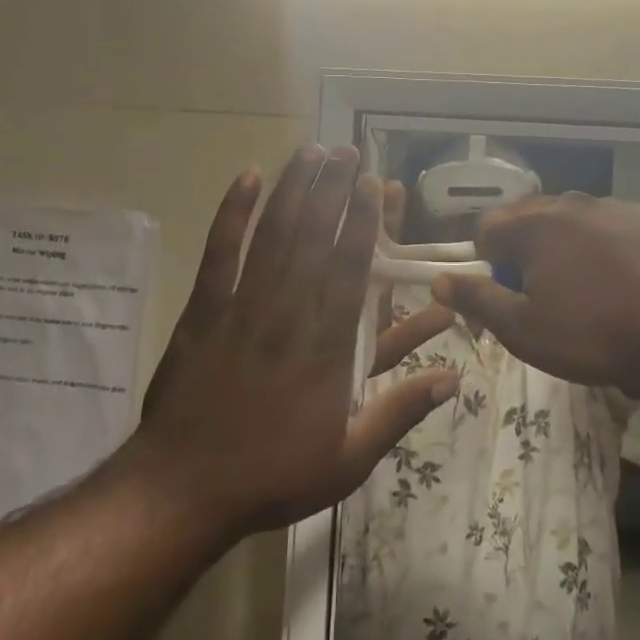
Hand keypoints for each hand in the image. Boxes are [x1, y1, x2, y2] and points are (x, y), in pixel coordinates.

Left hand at [137, 147, 458, 537]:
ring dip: (293, 190)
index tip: (375, 185)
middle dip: (333, 190)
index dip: (365, 223)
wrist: (185, 488)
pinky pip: (219, 253)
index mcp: (326, 347)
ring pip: (273, 236)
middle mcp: (288, 314)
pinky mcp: (203, 310)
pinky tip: (246, 179)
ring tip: (310, 152)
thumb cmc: (272, 473)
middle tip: (347, 151)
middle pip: (314, 239)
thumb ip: (400, 411)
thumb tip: (454, 379)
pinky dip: (232, 214)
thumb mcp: (349, 458)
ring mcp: (242, 307)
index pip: (351, 269)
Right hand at [431, 191, 639, 396]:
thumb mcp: (525, 330)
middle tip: (543, 299)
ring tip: (591, 296)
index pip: (486, 228)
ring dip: (570, 252)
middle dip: (527, 255)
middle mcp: (570, 203)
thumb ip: (477, 300)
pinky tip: (630, 285)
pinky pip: (616, 229)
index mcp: (532, 226)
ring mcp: (616, 206)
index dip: (485, 262)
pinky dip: (611, 250)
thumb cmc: (595, 331)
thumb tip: (438, 279)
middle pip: (531, 222)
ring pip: (575, 224)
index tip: (501, 296)